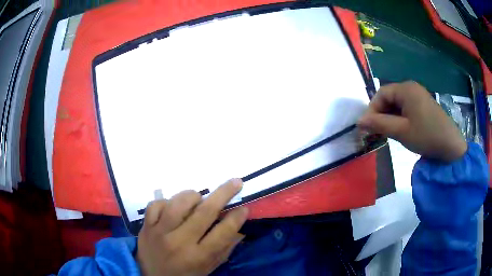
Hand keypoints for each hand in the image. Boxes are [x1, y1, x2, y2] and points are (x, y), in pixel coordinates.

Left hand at [137, 179, 247, 275]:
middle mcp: (179, 243)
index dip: (236, 218)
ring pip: (177, 204)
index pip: (222, 233)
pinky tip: (173, 207)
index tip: (244, 208)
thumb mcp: (208, 268)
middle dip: (223, 194)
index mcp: (198, 257)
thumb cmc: (185, 275)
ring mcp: (159, 233)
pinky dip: (167, 201)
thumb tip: (241, 229)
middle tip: (235, 182)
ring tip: (199, 198)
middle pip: (203, 212)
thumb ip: (224, 249)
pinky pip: (155, 205)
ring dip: (192, 196)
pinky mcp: (146, 227)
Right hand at [357, 81, 466, 161]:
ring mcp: (419, 95)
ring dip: (390, 116)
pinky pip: (406, 107)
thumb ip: (379, 124)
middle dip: (381, 113)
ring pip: (397, 103)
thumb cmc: (426, 136)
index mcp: (406, 89)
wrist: (450, 145)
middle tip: (378, 131)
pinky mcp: (424, 104)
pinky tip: (401, 129)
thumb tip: (359, 121)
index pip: (381, 93)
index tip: (368, 127)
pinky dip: (400, 117)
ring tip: (389, 132)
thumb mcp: (401, 131)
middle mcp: (411, 87)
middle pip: (389, 97)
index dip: (372, 109)